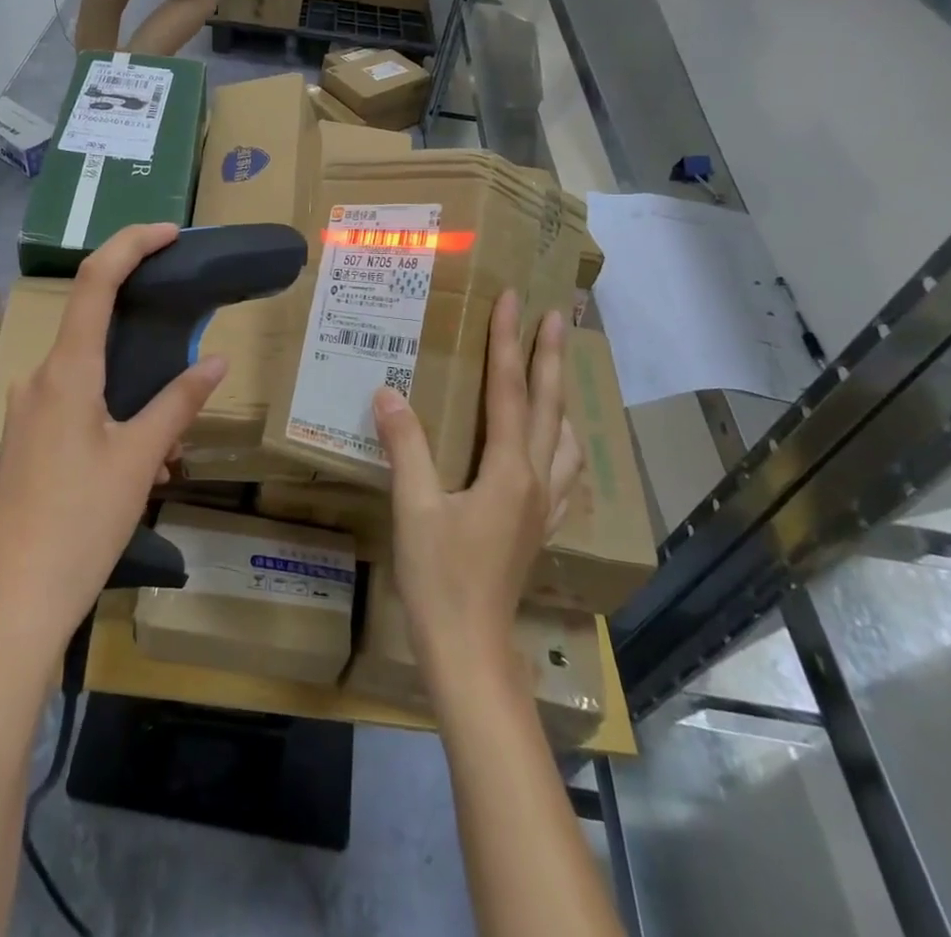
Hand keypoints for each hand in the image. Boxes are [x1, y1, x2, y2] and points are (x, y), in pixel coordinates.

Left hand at [0, 224, 226, 657]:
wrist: (11, 604)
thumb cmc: (80, 525)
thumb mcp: (140, 460)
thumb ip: (178, 403)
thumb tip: (218, 362)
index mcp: (67, 371)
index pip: (97, 281)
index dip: (132, 244)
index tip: (170, 232)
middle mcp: (39, 379)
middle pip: (95, 329)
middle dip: (144, 338)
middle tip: (187, 364)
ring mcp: (26, 411)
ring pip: (89, 376)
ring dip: (133, 393)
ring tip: (168, 450)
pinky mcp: (25, 441)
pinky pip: (74, 407)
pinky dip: (112, 417)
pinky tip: (138, 467)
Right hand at [374, 292, 579, 680]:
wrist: (470, 651)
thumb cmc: (440, 579)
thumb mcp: (414, 507)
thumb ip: (406, 446)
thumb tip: (387, 393)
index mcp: (509, 470)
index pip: (510, 390)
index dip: (509, 342)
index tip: (515, 300)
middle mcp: (536, 481)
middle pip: (548, 406)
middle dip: (550, 356)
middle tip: (559, 315)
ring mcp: (542, 507)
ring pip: (562, 438)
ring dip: (561, 396)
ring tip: (557, 370)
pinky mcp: (537, 528)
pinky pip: (561, 472)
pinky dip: (561, 443)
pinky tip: (554, 446)